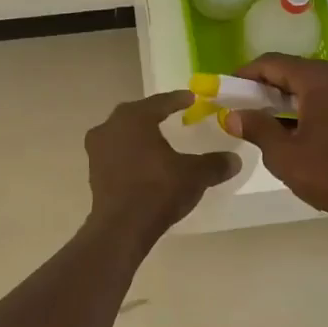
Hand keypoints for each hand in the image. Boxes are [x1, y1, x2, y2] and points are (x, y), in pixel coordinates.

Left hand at [85, 90, 239, 235]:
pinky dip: (129, 152)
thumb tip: (234, 160)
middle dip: (154, 113)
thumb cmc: (158, 190)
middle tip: (172, 114)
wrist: (121, 228)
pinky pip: (115, 152)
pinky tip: (143, 162)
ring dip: (138, 134)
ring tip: (156, 138)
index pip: (160, 102)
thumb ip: (214, 164)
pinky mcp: (93, 171)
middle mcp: (111, 126)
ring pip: (122, 133)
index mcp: (134, 118)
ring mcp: (97, 149)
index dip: (178, 99)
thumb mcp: (194, 175)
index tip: (191, 98)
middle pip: (136, 114)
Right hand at [224, 56, 327, 226]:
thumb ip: (257, 128)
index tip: (226, 90)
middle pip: (293, 71)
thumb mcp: (284, 154)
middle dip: (265, 88)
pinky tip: (294, 129)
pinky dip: (307, 106)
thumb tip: (234, 115)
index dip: (245, 74)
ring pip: (311, 85)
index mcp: (319, 78)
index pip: (272, 63)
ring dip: (286, 99)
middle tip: (242, 108)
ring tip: (264, 122)